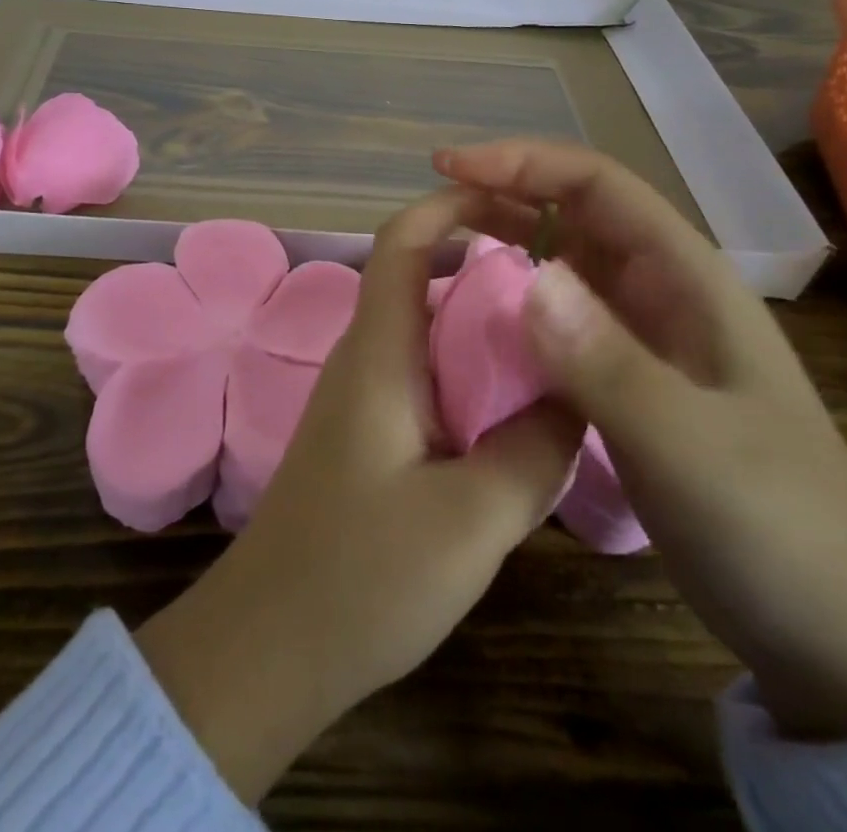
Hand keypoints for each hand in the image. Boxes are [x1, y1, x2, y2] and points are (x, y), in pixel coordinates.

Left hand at [134, 189, 582, 802]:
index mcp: (379, 352)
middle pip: (420, 275)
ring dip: (481, 318)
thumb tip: (577, 392)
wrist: (269, 647)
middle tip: (562, 274)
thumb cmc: (361, 577)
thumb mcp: (470, 520)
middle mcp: (366, 357)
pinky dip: (470, 367)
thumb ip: (533, 450)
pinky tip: (515, 404)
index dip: (450, 203)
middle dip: (483, 259)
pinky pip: (425, 373)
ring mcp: (363, 395)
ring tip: (555, 333)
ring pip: (426, 327)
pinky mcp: (369, 432)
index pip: (403, 241)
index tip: (514, 197)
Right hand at [438, 139, 846, 741]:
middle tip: (434, 209)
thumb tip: (529, 277)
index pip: (597, 184)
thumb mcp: (690, 447)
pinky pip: (559, 318)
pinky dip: (514, 303)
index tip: (448, 166)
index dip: (521, 163)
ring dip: (505, 243)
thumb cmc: (776, 528)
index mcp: (687, 278)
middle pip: (574, 212)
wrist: (833, 631)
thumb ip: (608, 363)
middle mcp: (662, 291)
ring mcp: (644, 336)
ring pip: (562, 261)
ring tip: (442, 251)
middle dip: (504, 194)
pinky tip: (476, 322)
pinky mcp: (626, 378)